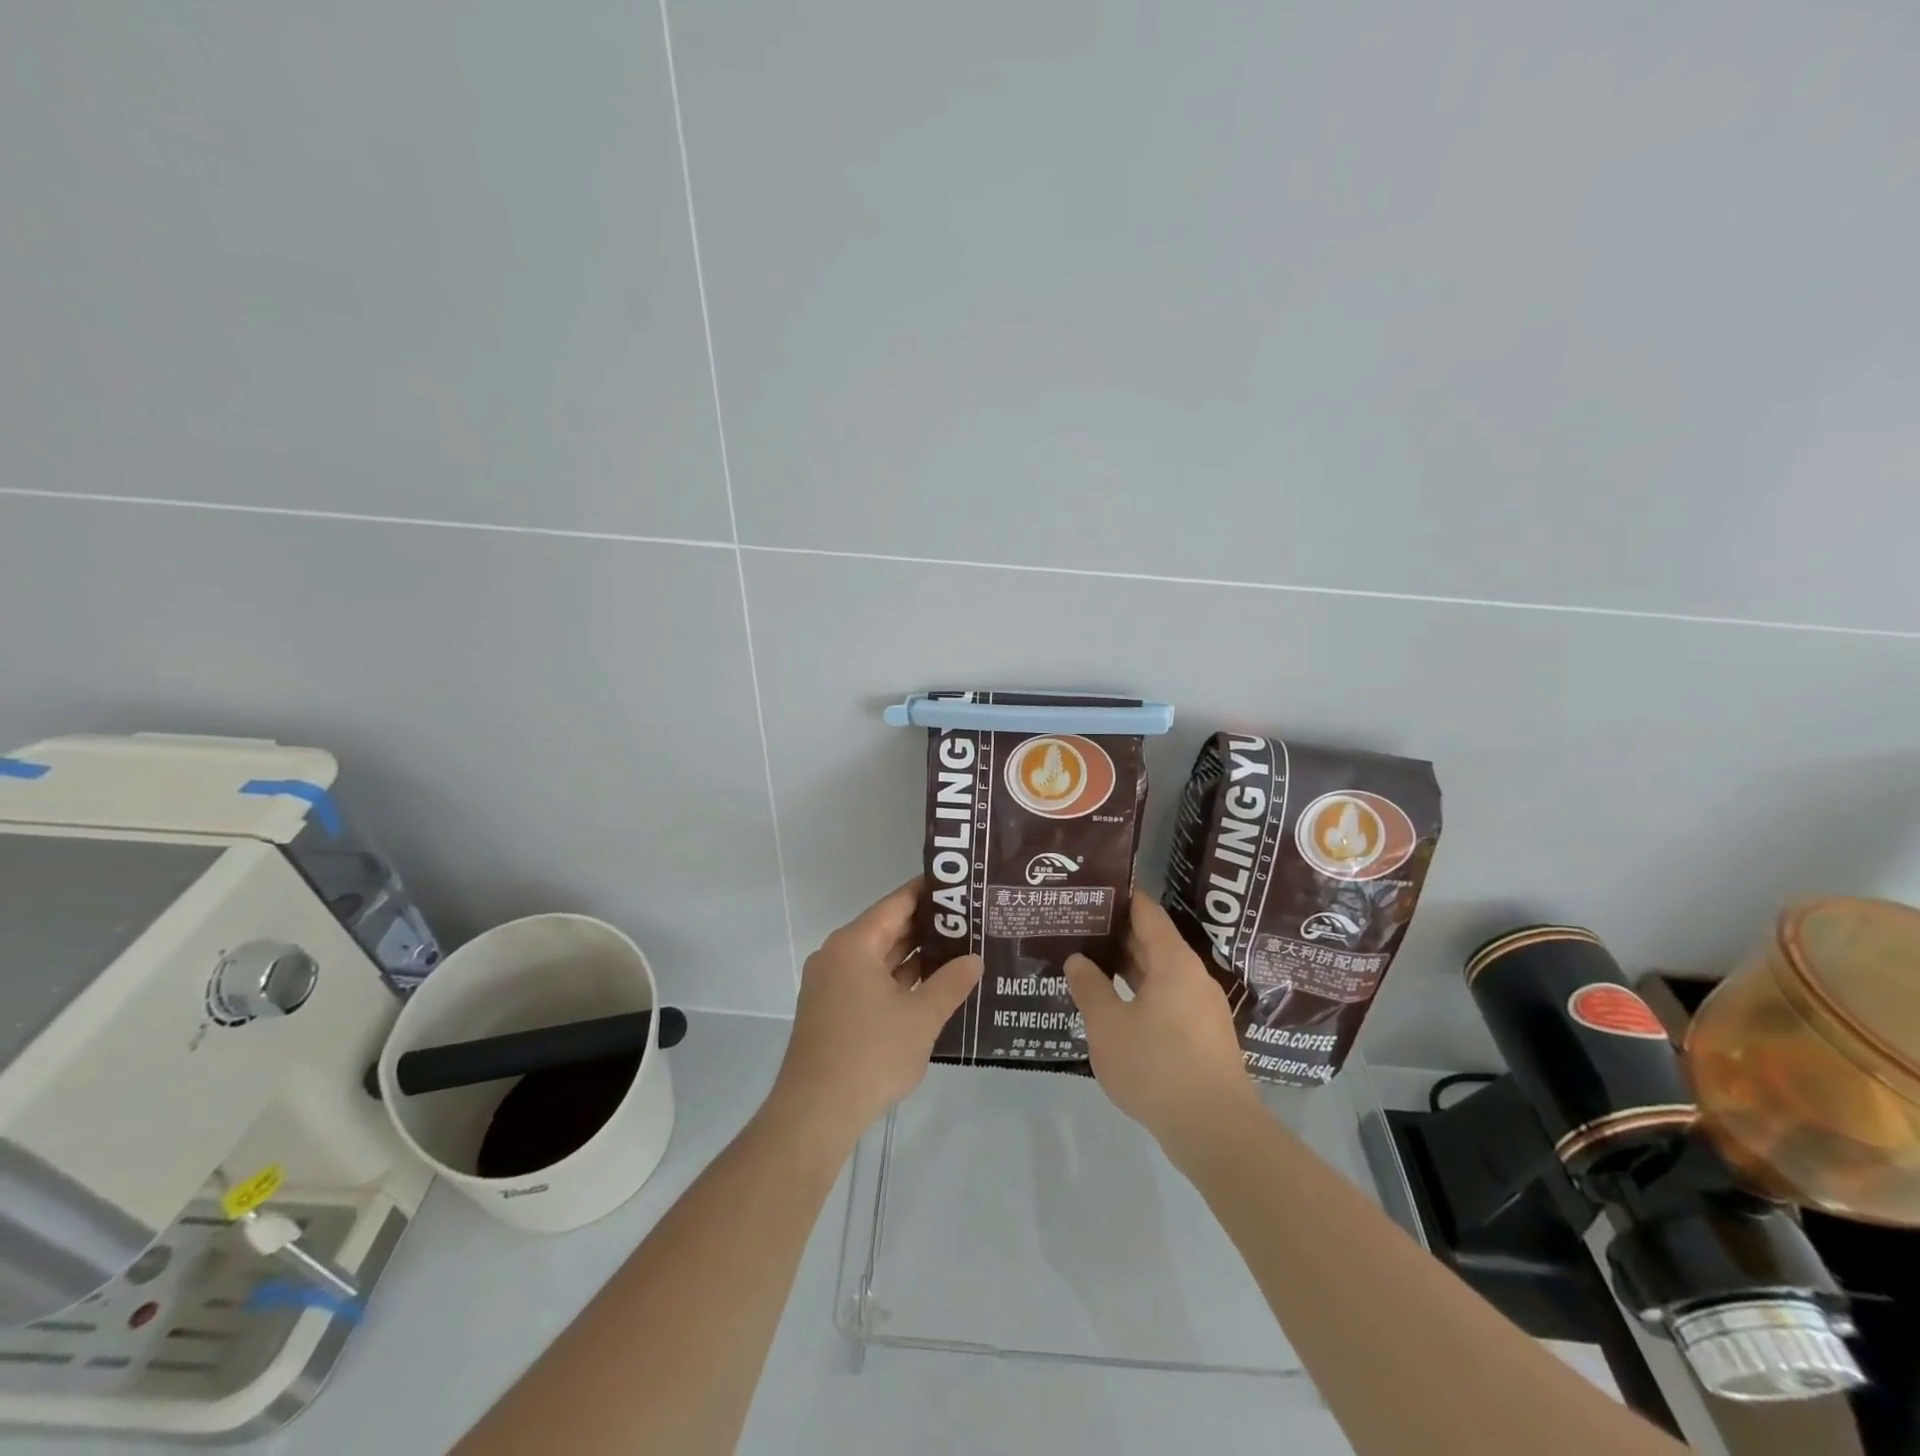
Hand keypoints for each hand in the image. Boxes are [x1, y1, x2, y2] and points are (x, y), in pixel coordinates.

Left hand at [768, 880, 981, 1147]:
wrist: (815, 1113)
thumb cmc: (870, 1054)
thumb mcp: (921, 1017)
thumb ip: (951, 983)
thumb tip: (973, 960)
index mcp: (854, 944)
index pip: (897, 903)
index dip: (930, 892)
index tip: (962, 887)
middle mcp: (838, 955)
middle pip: (888, 928)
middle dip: (928, 926)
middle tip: (972, 920)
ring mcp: (832, 984)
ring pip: (880, 957)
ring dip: (915, 956)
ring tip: (960, 950)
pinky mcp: (833, 1010)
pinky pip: (871, 981)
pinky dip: (899, 980)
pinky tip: (932, 986)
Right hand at [1064, 893, 1260, 1148]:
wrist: (1215, 1131)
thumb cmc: (1157, 1067)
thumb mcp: (1108, 1026)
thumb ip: (1090, 988)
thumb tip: (1078, 960)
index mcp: (1173, 962)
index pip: (1146, 912)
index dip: (1119, 897)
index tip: (1091, 890)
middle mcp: (1192, 976)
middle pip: (1153, 941)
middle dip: (1116, 933)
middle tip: (1078, 926)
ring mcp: (1201, 1007)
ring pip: (1158, 973)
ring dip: (1126, 967)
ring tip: (1088, 962)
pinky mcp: (1202, 1036)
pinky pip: (1166, 999)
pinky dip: (1139, 992)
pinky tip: (1113, 1005)